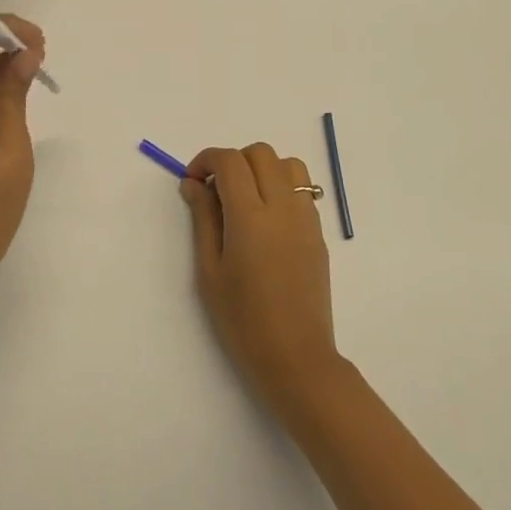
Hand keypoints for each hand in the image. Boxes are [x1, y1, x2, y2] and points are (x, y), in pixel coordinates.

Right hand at [180, 143, 340, 412]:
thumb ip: (203, 218)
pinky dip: (281, 186)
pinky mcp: (318, 231)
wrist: (296, 356)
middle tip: (216, 191)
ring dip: (262, 168)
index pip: (230, 161)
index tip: (192, 181)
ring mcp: (306, 217)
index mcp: (250, 216)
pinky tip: (267, 219)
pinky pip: (302, 188)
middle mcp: (282, 207)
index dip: (206, 160)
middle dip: (233, 161)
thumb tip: (193, 183)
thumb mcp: (210, 270)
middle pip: (259, 153)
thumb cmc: (242, 320)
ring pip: (287, 163)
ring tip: (245, 198)